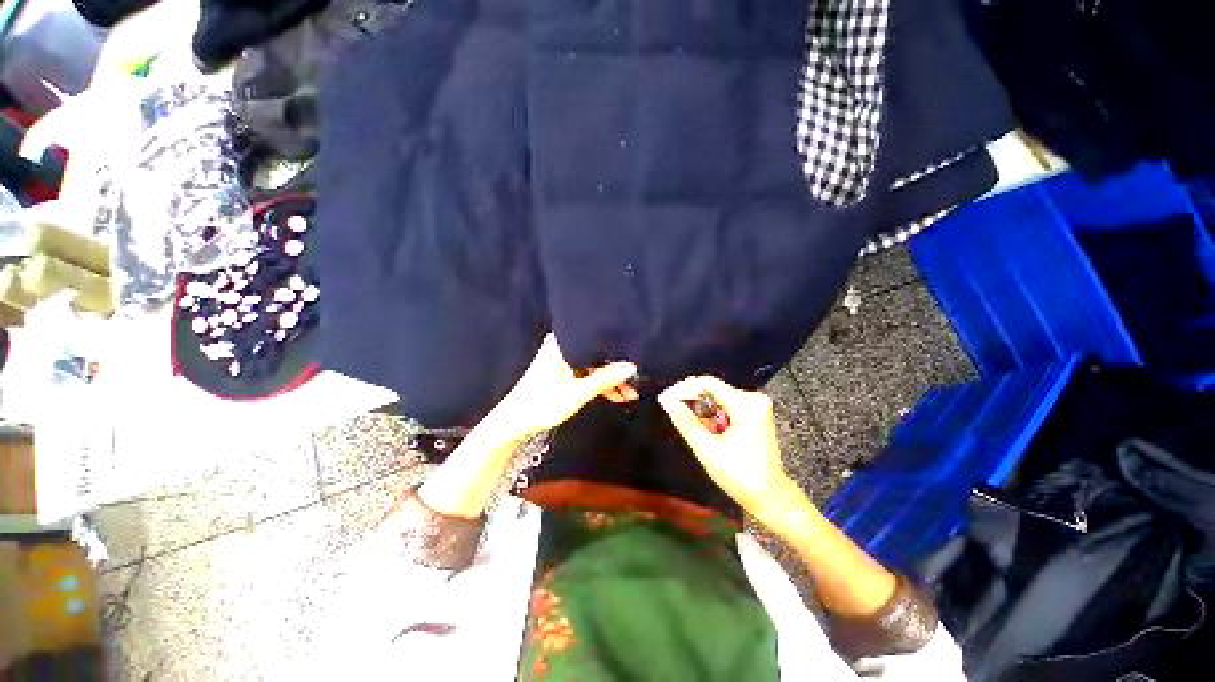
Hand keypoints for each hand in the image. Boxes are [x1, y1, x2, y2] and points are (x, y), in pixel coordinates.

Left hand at [487, 334, 637, 440]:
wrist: (514, 423)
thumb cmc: (541, 404)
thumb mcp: (577, 393)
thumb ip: (605, 379)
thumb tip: (632, 367)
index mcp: (562, 343)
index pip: (596, 338)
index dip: (617, 347)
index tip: (637, 354)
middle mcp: (564, 347)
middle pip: (597, 353)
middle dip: (617, 367)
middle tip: (639, 378)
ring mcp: (564, 360)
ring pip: (594, 365)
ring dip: (611, 379)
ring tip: (632, 393)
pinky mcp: (564, 373)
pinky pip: (588, 374)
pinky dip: (601, 384)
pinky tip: (617, 395)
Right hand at [659, 376, 792, 516]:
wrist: (771, 497)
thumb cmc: (740, 475)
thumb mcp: (707, 449)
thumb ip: (685, 421)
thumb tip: (667, 401)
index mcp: (745, 404)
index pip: (707, 382)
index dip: (683, 388)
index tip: (666, 399)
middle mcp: (753, 399)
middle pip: (713, 389)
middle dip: (692, 401)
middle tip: (674, 413)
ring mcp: (756, 407)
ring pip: (718, 398)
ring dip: (702, 411)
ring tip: (693, 428)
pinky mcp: (755, 415)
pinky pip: (726, 406)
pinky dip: (713, 416)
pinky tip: (708, 431)